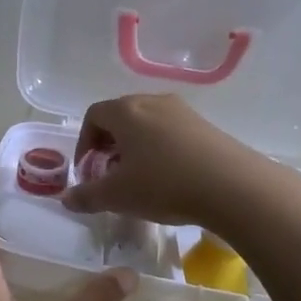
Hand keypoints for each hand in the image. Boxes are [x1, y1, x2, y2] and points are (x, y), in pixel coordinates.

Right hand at [61, 93, 261, 224]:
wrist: (234, 187)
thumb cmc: (164, 184)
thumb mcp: (117, 196)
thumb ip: (87, 196)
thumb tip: (66, 199)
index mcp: (126, 111)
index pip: (94, 115)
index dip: (84, 143)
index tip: (89, 171)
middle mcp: (153, 102)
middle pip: (121, 116)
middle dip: (109, 145)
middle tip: (111, 174)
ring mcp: (184, 112)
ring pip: (148, 124)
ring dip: (136, 148)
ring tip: (140, 178)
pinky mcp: (207, 126)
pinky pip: (172, 132)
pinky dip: (162, 150)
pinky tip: (170, 179)